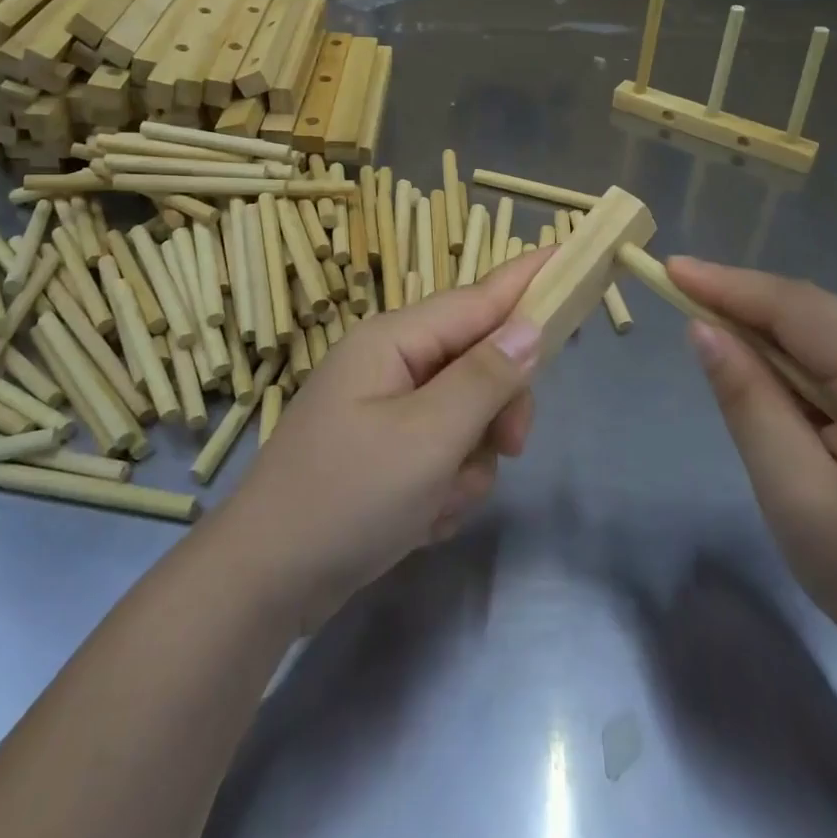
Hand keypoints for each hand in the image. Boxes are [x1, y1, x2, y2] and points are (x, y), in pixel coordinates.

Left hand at [214, 251, 549, 627]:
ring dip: (469, 462)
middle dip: (498, 409)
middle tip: (510, 447)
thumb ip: (484, 379)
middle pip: (478, 362)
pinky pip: (443, 452)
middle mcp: (391, 364)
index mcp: (393, 341)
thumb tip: (530, 328)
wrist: (266, 583)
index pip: (477, 298)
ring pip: (468, 415)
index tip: (569, 254)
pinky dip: (445, 486)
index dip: (526, 280)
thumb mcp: (427, 437)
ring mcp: (387, 408)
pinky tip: (420, 519)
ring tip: (437, 500)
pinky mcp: (386, 451)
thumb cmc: (346, 498)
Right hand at [669, 259, 836, 673]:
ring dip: (761, 316)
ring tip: (703, 317)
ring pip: (823, 319)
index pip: (800, 310)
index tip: (668, 269)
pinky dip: (788, 340)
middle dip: (741, 296)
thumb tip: (703, 329)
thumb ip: (749, 403)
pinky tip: (758, 354)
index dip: (730, 286)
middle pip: (813, 306)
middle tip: (675, 290)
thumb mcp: (796, 495)